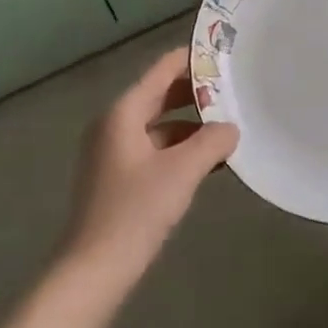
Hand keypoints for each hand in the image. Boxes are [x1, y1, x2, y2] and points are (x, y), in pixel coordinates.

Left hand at [62, 49, 238, 286]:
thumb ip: (212, 141)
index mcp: (123, 112)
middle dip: (196, 93)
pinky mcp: (117, 177)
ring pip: (159, 123)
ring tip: (228, 126)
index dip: (194, 59)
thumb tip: (231, 128)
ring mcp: (113, 152)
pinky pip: (154, 147)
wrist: (93, 272)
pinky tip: (207, 161)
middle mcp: (114, 124)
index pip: (163, 69)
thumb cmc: (135, 212)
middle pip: (160, 94)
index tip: (226, 55)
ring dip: (191, 123)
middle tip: (234, 91)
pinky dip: (179, 147)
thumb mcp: (183, 171)